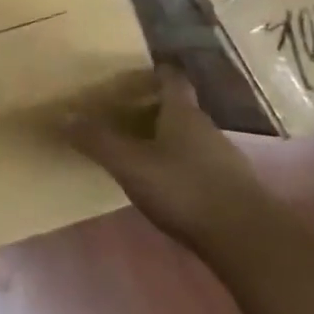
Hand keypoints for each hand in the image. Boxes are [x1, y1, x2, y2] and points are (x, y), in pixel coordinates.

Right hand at [73, 67, 269, 250]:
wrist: (251, 243)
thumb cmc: (186, 190)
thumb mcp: (130, 164)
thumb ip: (97, 140)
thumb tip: (62, 115)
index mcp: (183, 114)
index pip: (171, 79)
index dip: (155, 71)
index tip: (135, 70)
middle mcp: (207, 129)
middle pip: (180, 109)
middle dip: (154, 107)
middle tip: (123, 110)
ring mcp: (224, 160)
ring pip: (190, 139)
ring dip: (167, 138)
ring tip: (138, 146)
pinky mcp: (232, 190)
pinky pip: (199, 166)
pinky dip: (180, 166)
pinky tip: (164, 182)